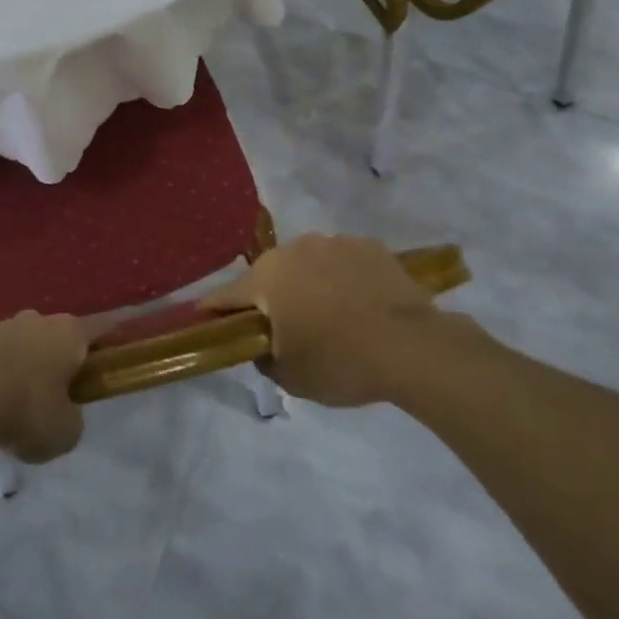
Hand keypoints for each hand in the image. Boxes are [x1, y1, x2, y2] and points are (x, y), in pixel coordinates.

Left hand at [0, 312, 87, 463]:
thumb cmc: (27, 411)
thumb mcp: (67, 432)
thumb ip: (73, 418)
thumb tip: (64, 411)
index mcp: (70, 332)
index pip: (97, 333)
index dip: (102, 352)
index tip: (100, 371)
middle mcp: (39, 319)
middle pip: (57, 339)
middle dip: (58, 363)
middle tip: (56, 398)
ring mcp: (3, 326)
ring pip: (24, 346)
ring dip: (25, 369)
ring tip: (18, 406)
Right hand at [202, 233, 480, 407]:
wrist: (412, 347)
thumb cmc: (340, 362)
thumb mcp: (290, 376)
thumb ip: (264, 358)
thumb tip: (263, 345)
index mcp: (266, 277)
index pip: (226, 295)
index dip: (214, 310)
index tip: (206, 319)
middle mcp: (293, 249)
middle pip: (269, 275)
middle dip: (271, 298)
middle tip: (284, 328)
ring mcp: (333, 242)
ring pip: (308, 265)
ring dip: (309, 285)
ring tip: (331, 316)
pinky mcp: (368, 245)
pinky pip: (343, 262)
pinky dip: (343, 279)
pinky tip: (360, 305)